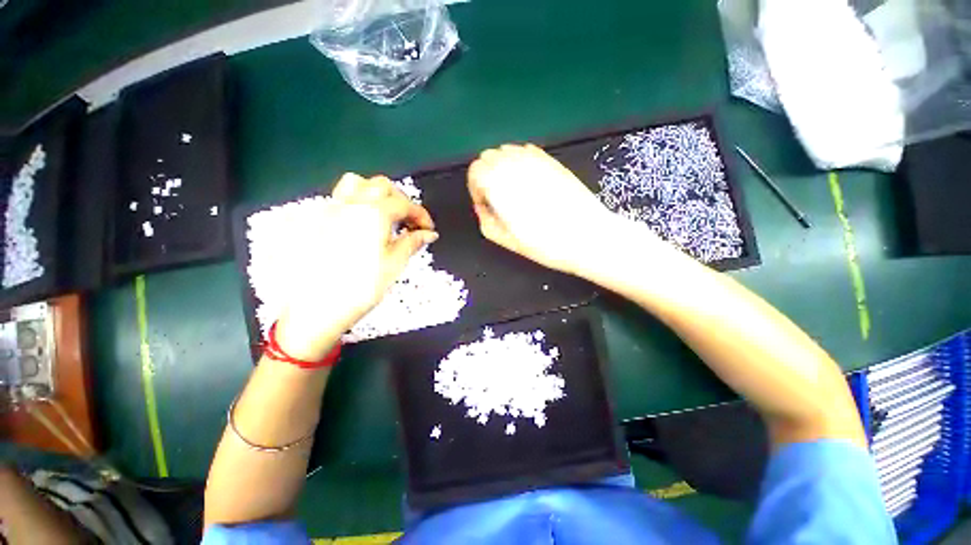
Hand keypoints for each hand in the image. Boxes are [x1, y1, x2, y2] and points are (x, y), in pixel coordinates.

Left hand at [276, 174, 436, 359]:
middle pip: (381, 186)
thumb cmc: (361, 287)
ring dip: (377, 194)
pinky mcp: (318, 220)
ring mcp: (331, 210)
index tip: (429, 229)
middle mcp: (350, 205)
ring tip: (386, 214)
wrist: (317, 308)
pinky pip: (340, 198)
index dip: (421, 215)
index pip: (404, 204)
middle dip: (401, 200)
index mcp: (373, 214)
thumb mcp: (394, 264)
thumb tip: (429, 233)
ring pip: (356, 184)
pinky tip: (364, 222)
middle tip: (410, 221)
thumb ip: (412, 242)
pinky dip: (358, 201)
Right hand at [467, 144, 623, 275]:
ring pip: (507, 151)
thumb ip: (485, 220)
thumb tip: (482, 207)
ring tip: (513, 190)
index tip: (485, 204)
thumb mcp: (506, 240)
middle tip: (496, 198)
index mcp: (499, 183)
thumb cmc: (544, 243)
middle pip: (488, 157)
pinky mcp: (552, 160)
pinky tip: (529, 181)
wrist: (587, 236)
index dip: (475, 188)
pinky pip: (527, 152)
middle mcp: (514, 164)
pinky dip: (520, 162)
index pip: (475, 171)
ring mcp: (535, 159)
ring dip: (503, 167)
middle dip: (486, 176)